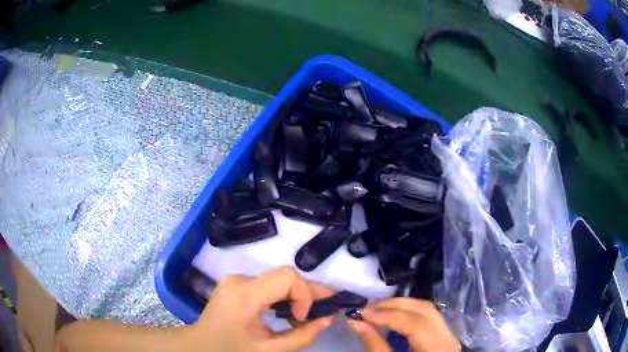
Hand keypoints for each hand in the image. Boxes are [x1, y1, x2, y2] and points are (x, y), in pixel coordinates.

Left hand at [183, 266, 334, 351]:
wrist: (200, 346)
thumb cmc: (232, 351)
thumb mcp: (270, 350)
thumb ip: (303, 335)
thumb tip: (330, 318)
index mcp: (245, 294)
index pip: (287, 276)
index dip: (305, 294)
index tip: (304, 318)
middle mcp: (240, 279)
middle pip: (284, 276)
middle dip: (308, 293)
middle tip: (327, 309)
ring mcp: (237, 280)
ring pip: (279, 280)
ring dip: (298, 295)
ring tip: (307, 316)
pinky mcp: (237, 284)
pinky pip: (269, 285)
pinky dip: (284, 297)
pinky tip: (289, 313)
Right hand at [346, 298, 459, 351]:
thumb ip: (374, 344)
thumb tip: (355, 322)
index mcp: (437, 348)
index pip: (414, 324)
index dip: (387, 316)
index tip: (361, 313)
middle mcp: (448, 336)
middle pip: (423, 310)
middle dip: (393, 306)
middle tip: (367, 309)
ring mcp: (448, 332)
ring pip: (426, 309)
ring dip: (400, 306)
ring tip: (377, 310)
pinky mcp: (443, 332)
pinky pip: (427, 314)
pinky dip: (408, 311)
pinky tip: (392, 314)